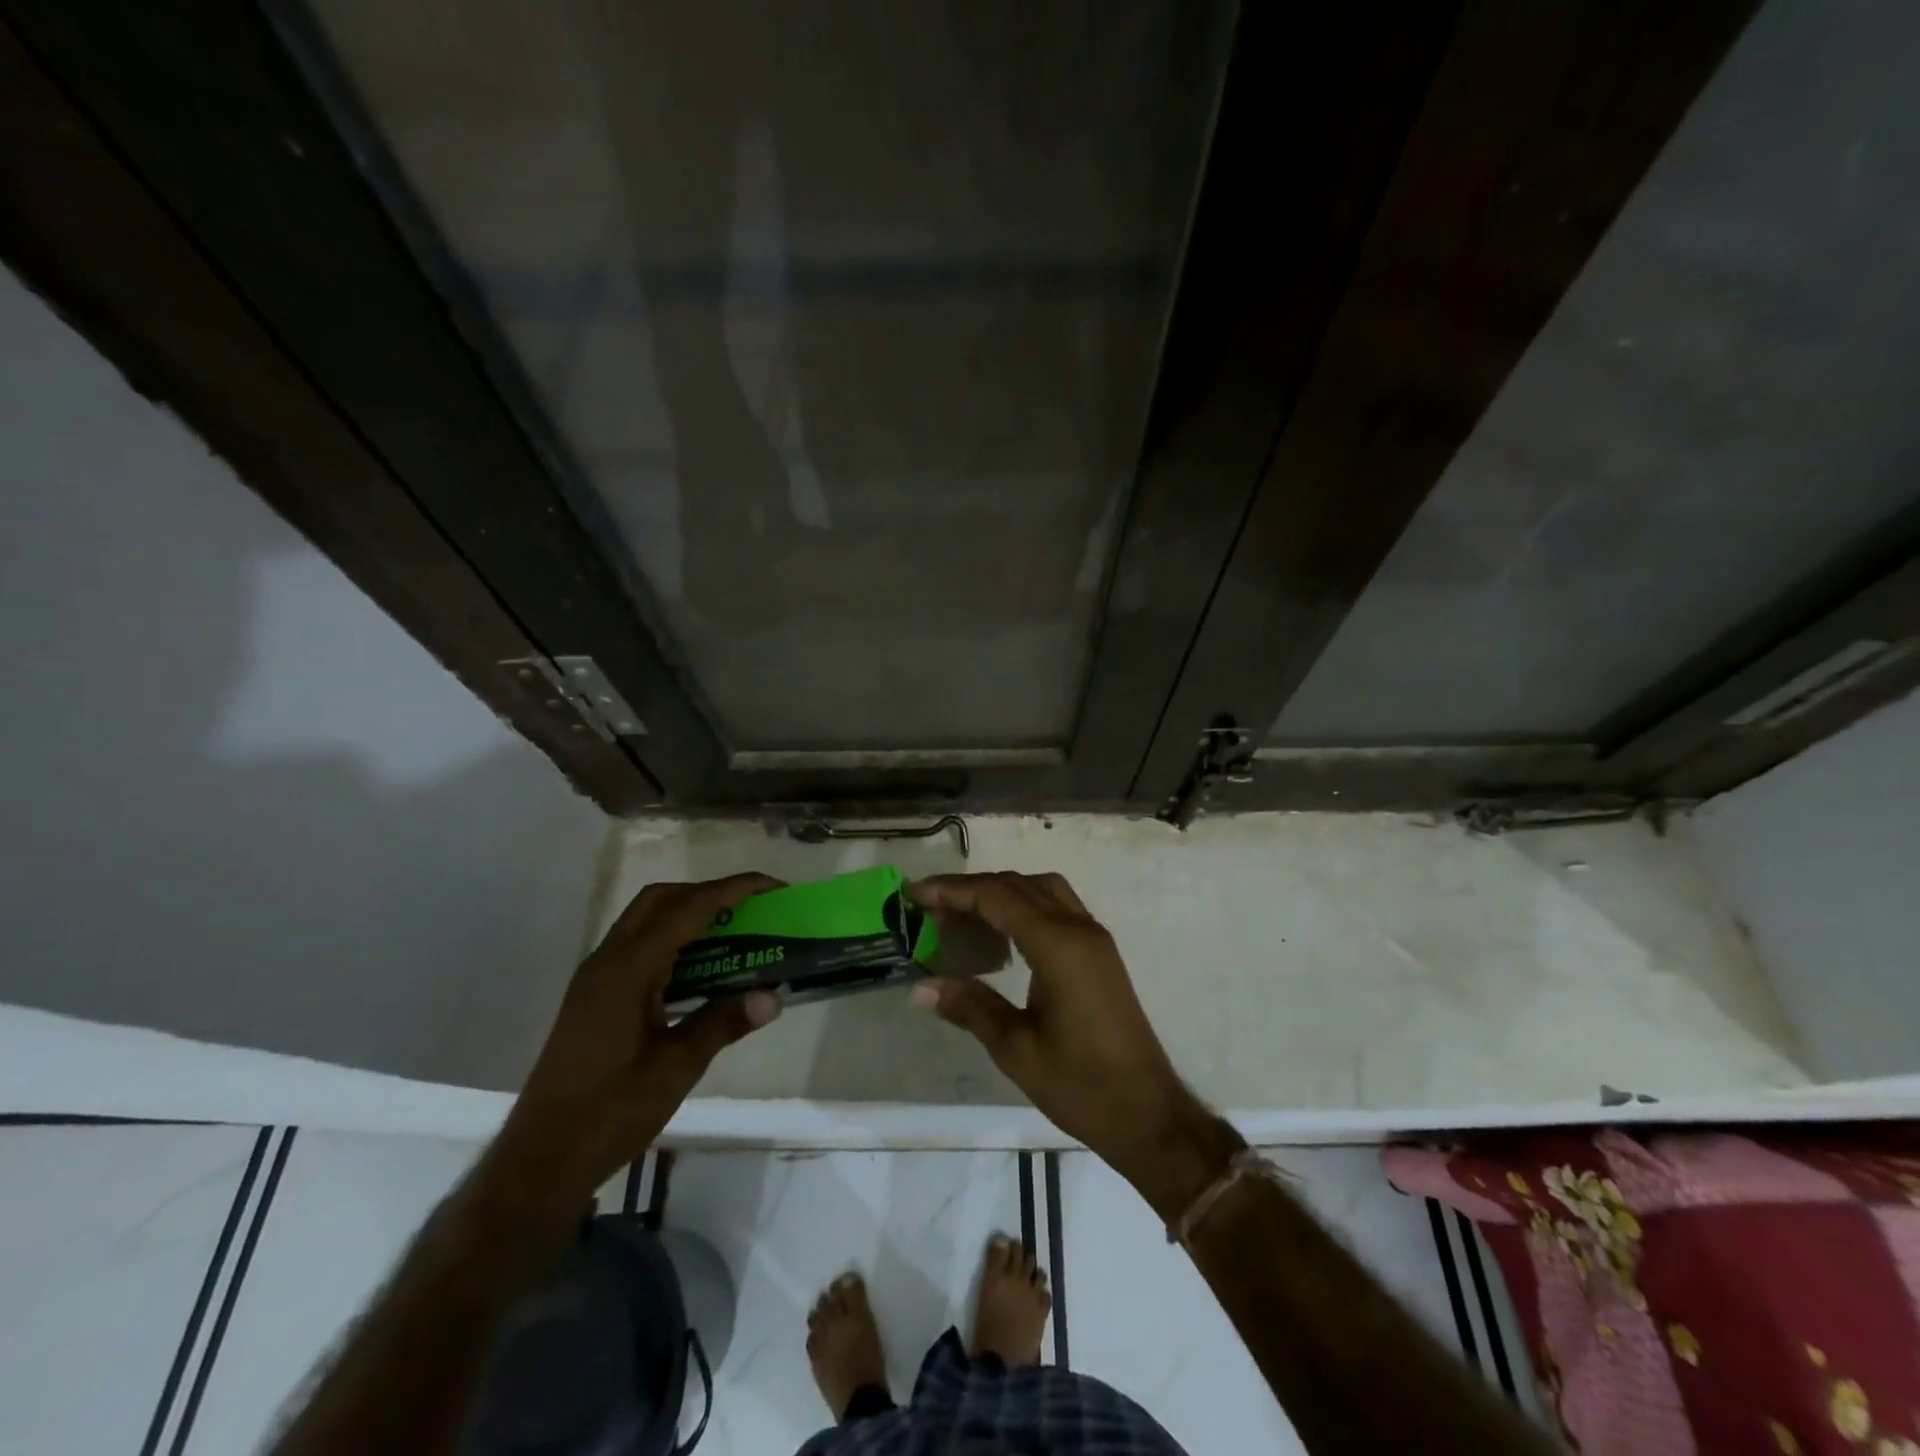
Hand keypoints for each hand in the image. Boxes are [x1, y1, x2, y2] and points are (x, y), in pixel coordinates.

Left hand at [479, 874, 783, 1215]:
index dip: (733, 890)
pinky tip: (699, 970)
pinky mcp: (594, 998)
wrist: (539, 1162)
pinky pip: (637, 947)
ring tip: (733, 932)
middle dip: (708, 893)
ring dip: (689, 915)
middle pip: (660, 900)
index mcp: (627, 969)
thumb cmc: (609, 1112)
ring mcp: (596, 979)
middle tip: (751, 908)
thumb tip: (774, 995)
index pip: (687, 909)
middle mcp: (607, 961)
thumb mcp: (676, 1068)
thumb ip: (723, 1023)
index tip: (773, 887)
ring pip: (645, 921)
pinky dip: (672, 940)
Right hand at [908, 872, 1241, 1218]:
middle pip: (1018, 884)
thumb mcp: (1016, 1049)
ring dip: (1001, 892)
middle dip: (971, 889)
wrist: (1148, 1114)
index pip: (996, 896)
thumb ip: (970, 1007)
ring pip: (1042, 889)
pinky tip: (1002, 935)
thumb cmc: (1081, 1085)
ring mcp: (1094, 938)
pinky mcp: (1100, 953)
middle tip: (929, 908)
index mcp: (1058, 944)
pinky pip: (1057, 907)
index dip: (951, 890)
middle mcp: (1079, 928)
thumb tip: (920, 987)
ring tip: (961, 916)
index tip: (913, 894)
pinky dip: (1024, 905)